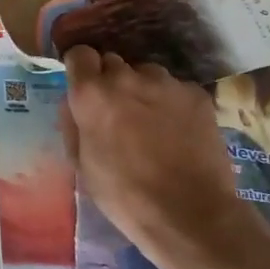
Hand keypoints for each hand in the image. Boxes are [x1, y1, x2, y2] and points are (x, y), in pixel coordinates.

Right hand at [59, 46, 269, 268]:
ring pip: (146, 75)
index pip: (80, 54)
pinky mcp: (196, 94)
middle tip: (118, 112)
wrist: (190, 214)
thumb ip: (73, 124)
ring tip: (153, 124)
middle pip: (113, 63)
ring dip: (143, 91)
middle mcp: (126, 77)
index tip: (84, 88)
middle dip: (112, 82)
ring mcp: (165, 83)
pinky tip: (179, 132)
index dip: (81, 70)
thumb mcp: (81, 164)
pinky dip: (173, 104)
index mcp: (91, 93)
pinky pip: (176, 90)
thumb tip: (74, 104)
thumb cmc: (124, 195)